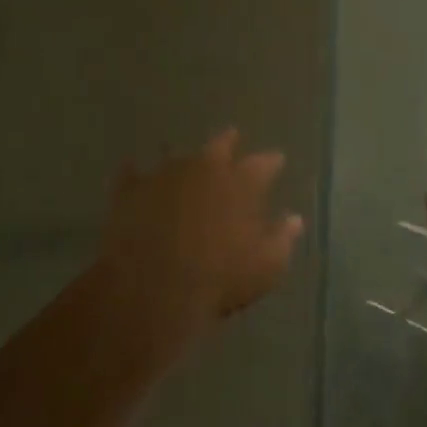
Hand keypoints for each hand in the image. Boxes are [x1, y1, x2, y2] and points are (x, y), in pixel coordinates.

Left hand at [95, 130, 304, 352]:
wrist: (152, 288)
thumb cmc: (219, 279)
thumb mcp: (266, 267)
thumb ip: (282, 238)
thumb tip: (294, 219)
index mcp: (241, 183)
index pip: (263, 163)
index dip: (271, 162)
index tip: (277, 160)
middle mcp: (205, 167)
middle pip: (220, 144)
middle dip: (228, 141)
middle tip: (232, 138)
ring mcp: (166, 174)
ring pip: (178, 155)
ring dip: (184, 160)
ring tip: (184, 163)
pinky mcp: (131, 189)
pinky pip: (133, 173)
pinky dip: (136, 174)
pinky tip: (134, 174)